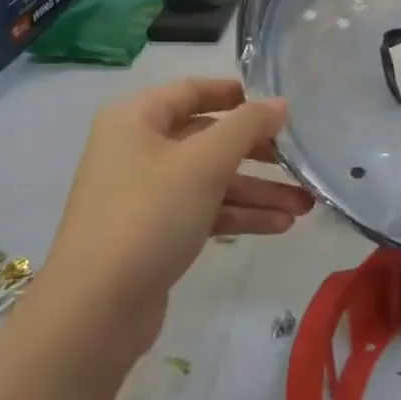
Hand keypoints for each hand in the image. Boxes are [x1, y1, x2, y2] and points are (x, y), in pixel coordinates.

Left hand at [45, 79, 312, 354]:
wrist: (95, 309)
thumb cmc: (149, 216)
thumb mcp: (204, 163)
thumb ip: (247, 126)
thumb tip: (280, 104)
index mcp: (136, 118)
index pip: (193, 90)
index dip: (237, 94)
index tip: (279, 106)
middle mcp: (138, 148)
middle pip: (209, 138)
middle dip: (258, 154)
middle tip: (301, 161)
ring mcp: (145, 193)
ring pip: (212, 179)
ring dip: (258, 190)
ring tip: (305, 205)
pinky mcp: (155, 231)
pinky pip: (205, 210)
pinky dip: (240, 215)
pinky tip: (280, 225)